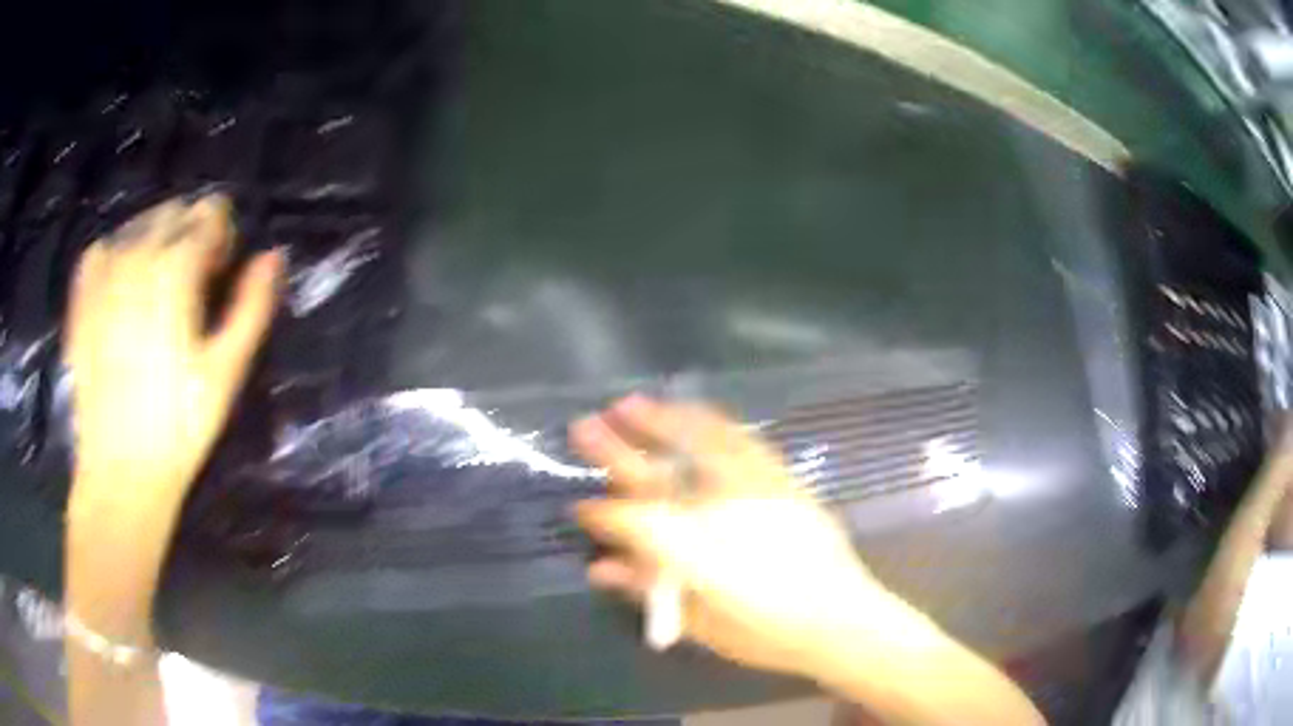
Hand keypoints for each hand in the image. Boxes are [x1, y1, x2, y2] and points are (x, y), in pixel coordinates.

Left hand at [65, 195, 281, 521]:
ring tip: (155, 290)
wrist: (119, 473)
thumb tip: (272, 255)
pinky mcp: (81, 297)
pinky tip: (120, 286)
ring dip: (155, 242)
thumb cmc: (178, 427)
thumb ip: (252, 306)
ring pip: (138, 225)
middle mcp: (137, 253)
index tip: (220, 274)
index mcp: (176, 267)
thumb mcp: (226, 371)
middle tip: (191, 287)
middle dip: (189, 235)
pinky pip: (102, 248)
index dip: (222, 237)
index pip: (209, 212)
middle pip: (173, 211)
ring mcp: (103, 272)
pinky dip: (117, 254)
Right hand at [570, 396, 906, 680]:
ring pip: (697, 444)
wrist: (840, 619)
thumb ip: (649, 591)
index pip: (631, 522)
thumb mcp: (701, 625)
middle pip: (654, 474)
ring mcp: (752, 487)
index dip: (600, 514)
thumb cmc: (767, 633)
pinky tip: (694, 412)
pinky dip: (710, 422)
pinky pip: (741, 439)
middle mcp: (716, 511)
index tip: (581, 508)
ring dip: (660, 421)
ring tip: (632, 403)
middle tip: (584, 425)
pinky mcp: (780, 478)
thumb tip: (602, 568)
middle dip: (613, 450)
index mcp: (691, 553)